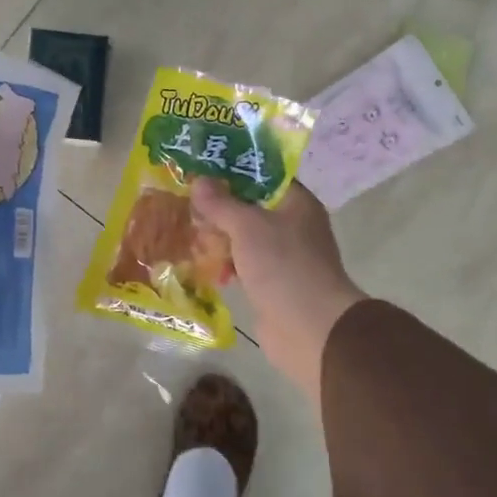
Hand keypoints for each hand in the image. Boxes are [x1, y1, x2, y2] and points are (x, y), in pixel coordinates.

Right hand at [190, 179, 365, 400]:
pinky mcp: (272, 282)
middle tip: (186, 201)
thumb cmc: (283, 266)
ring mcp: (283, 256)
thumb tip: (198, 180)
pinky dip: (225, 263)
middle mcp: (293, 225)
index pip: (264, 175)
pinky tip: (202, 265)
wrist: (310, 329)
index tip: (201, 168)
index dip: (233, 169)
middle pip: (250, 206)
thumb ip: (221, 203)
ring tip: (188, 233)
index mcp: (297, 203)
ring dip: (219, 237)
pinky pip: (243, 264)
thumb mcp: (247, 227)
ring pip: (244, 237)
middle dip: (219, 207)